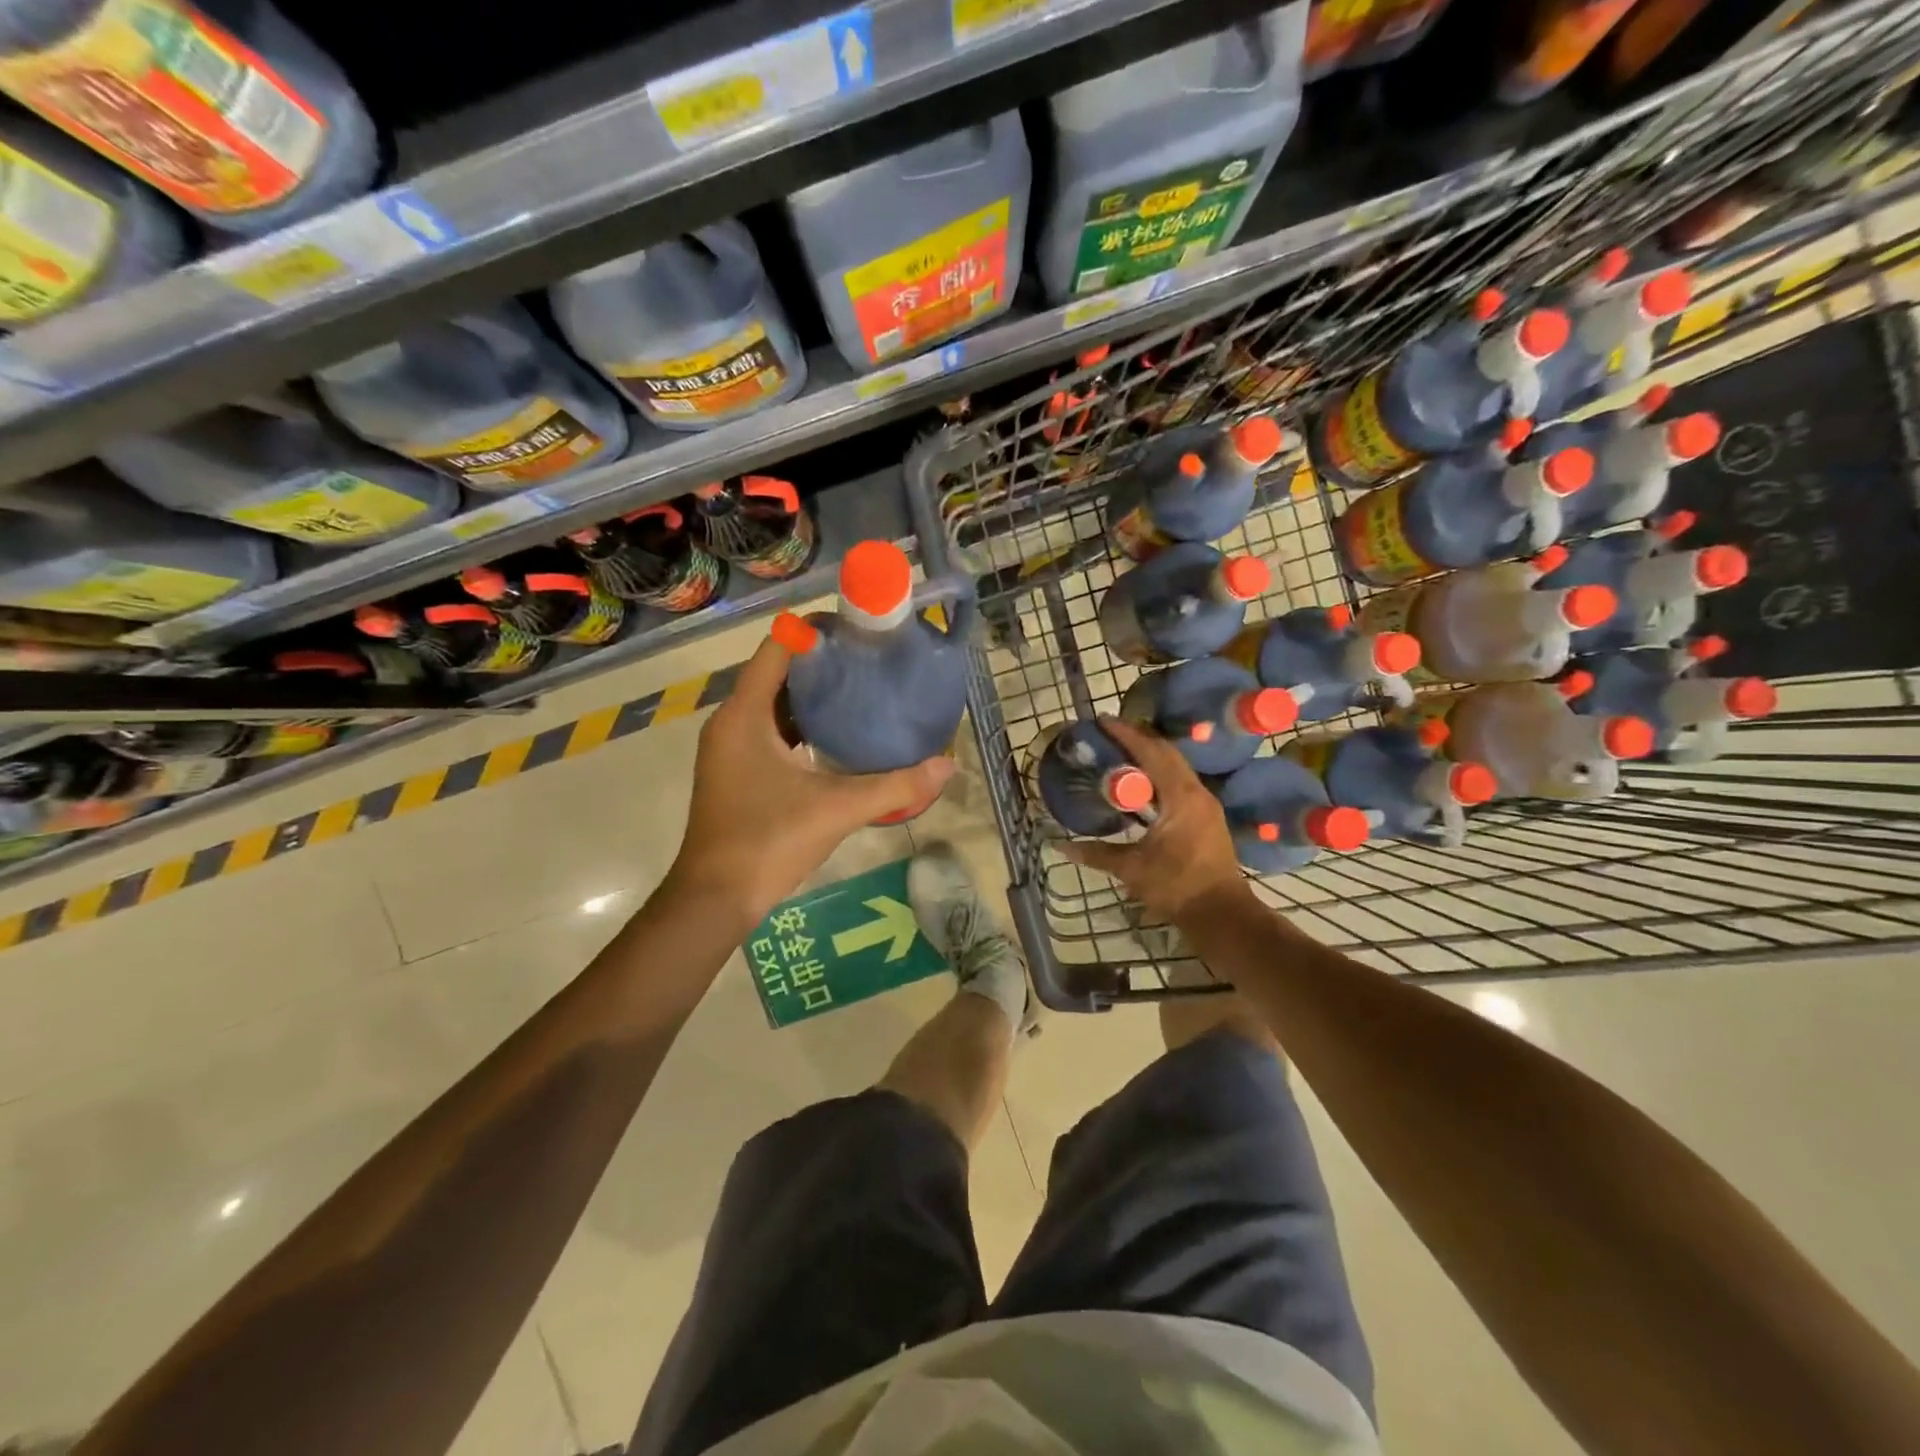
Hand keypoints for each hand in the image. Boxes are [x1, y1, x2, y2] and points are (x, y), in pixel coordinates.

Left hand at [669, 633, 954, 924]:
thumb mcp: (837, 809)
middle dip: (823, 664)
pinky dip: (801, 724)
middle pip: (777, 673)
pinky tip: (839, 735)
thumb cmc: (768, 841)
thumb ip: (896, 786)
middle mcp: (732, 722)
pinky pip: (771, 730)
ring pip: (774, 704)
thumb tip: (948, 765)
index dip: (816, 633)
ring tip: (862, 690)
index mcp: (745, 715)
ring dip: (813, 696)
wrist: (716, 898)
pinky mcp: (737, 771)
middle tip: (871, 661)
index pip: (777, 649)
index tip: (859, 632)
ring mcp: (731, 748)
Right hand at [1061, 716, 1251, 924]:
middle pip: (1167, 753)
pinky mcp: (1206, 817)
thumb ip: (1097, 854)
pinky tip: (1141, 782)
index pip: (1152, 753)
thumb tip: (1062, 847)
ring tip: (1121, 751)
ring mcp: (1205, 804)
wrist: (1221, 914)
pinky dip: (1160, 773)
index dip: (1127, 735)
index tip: (1103, 721)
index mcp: (1181, 797)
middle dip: (1138, 739)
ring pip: (1176, 767)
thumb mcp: (1132, 870)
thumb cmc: (1177, 887)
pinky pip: (1181, 782)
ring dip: (1151, 755)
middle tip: (1109, 733)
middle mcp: (1197, 792)